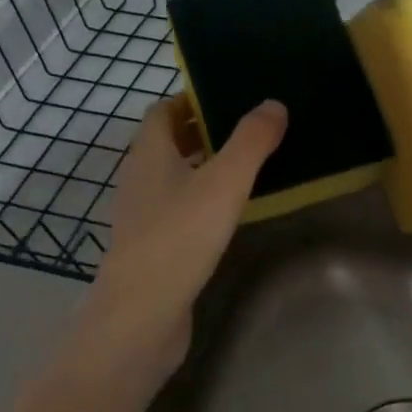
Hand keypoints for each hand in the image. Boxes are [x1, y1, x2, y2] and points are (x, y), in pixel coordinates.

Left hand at [83, 95, 287, 381]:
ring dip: (201, 166)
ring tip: (245, 166)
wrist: (141, 314)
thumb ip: (251, 141)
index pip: (162, 111)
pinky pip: (176, 209)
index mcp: (148, 153)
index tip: (228, 97)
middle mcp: (139, 179)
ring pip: (172, 178)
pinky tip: (227, 214)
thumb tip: (273, 104)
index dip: (191, 99)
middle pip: (167, 143)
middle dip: (201, 132)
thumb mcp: (224, 182)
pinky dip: (199, 200)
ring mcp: (141, 215)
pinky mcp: (150, 247)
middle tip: (246, 129)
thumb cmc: (180, 237)